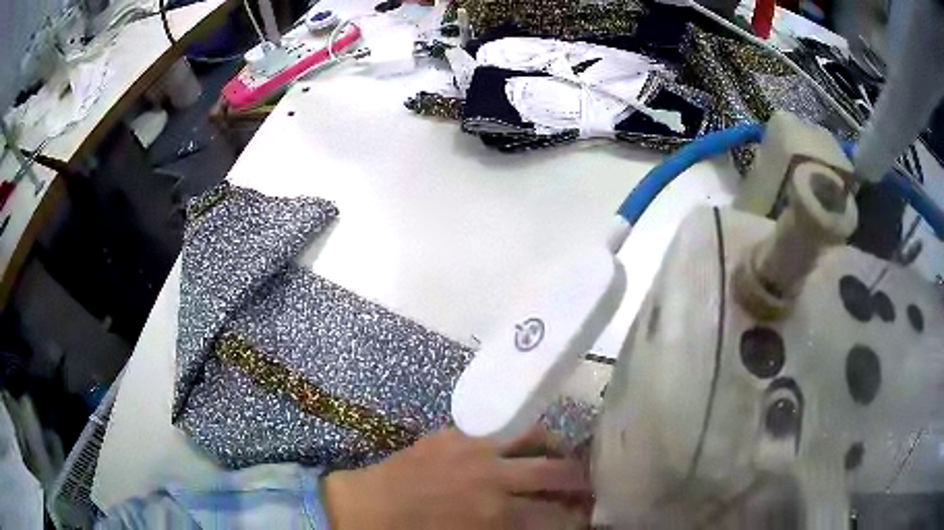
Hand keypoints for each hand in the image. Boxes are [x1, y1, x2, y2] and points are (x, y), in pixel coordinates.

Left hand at [323, 427, 591, 529]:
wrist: (365, 510)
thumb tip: (539, 525)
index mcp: (497, 515)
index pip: (557, 517)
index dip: (578, 519)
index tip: (587, 517)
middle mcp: (495, 478)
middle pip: (557, 474)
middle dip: (580, 482)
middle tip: (589, 487)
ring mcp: (475, 450)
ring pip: (535, 438)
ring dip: (558, 449)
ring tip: (567, 457)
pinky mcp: (456, 434)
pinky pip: (501, 428)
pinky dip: (523, 436)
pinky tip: (528, 443)